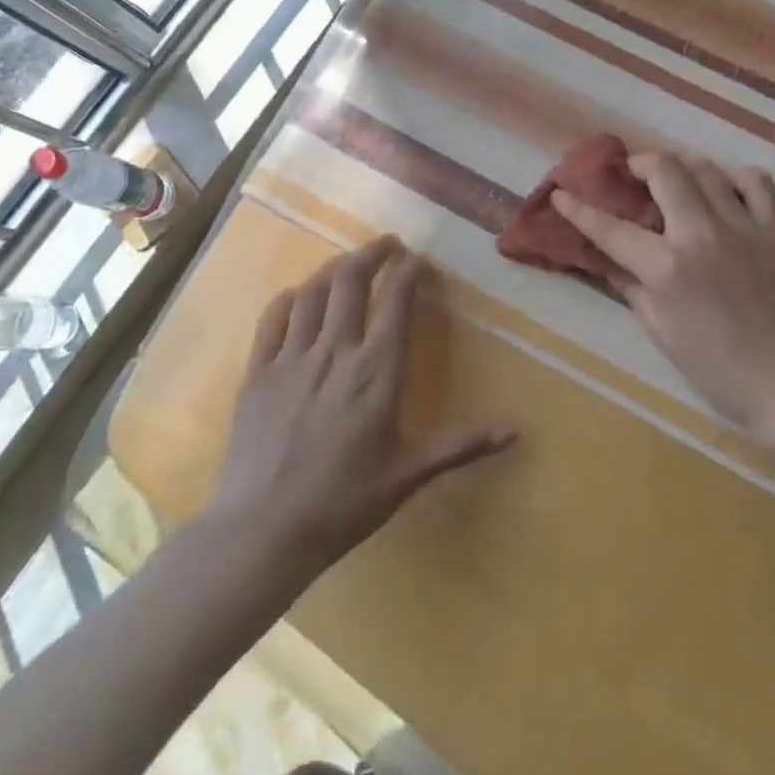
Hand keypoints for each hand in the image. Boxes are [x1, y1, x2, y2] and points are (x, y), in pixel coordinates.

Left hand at [210, 235, 516, 574]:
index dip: (410, 272)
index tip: (420, 260)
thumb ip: (463, 443)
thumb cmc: (345, 502)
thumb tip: (517, 428)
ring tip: (348, 263)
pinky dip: (290, 299)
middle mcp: (334, 352)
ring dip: (333, 269)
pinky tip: (297, 295)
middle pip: (351, 282)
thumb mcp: (411, 473)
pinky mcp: (257, 374)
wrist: (264, 530)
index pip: (396, 302)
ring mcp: (291, 359)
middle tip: (387, 244)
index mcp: (376, 371)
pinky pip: (273, 320)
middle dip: (372, 254)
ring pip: (313, 293)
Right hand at [554, 153, 774, 442]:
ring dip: (682, 170)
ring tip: (674, 186)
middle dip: (638, 165)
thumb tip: (608, 260)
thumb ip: (631, 287)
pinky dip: (736, 180)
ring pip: (706, 168)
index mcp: (666, 268)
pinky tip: (727, 195)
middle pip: (664, 170)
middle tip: (630, 177)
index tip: (562, 192)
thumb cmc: (717, 370)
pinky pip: (756, 182)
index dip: (579, 208)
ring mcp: (744, 226)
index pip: (610, 228)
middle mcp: (701, 234)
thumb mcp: (660, 333)